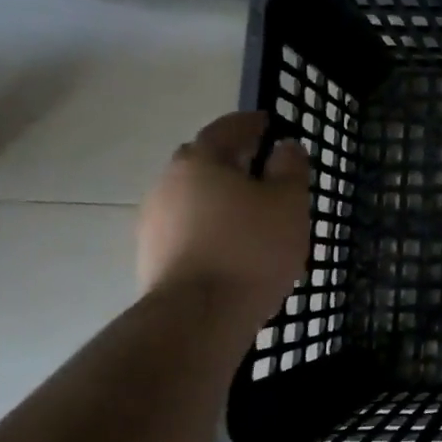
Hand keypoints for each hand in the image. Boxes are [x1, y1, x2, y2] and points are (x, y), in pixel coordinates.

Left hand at [137, 112, 311, 323]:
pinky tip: (233, 244)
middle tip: (262, 167)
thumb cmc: (251, 248)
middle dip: (231, 159)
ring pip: (193, 196)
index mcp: (199, 161)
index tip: (270, 124)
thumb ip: (290, 169)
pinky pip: (187, 227)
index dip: (252, 123)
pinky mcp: (152, 257)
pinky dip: (210, 225)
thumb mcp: (288, 203)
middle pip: (202, 160)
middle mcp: (168, 184)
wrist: (198, 318)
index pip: (227, 128)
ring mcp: (154, 222)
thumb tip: (285, 148)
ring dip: (219, 196)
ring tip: (252, 212)